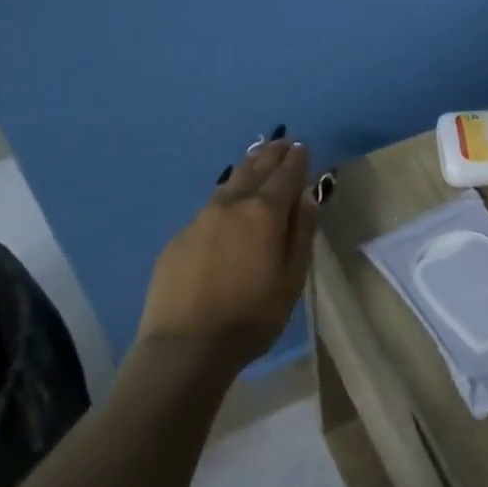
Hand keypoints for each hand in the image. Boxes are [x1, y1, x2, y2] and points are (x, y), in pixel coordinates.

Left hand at [136, 138, 318, 377]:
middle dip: (271, 155)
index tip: (302, 146)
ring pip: (228, 183)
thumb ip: (302, 233)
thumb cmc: (252, 316)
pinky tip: (226, 199)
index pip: (285, 176)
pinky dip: (224, 195)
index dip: (296, 160)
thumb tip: (308, 195)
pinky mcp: (179, 237)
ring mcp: (200, 219)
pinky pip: (209, 206)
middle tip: (281, 141)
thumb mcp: (292, 279)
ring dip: (246, 167)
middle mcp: (231, 205)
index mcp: (265, 213)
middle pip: (254, 170)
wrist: (186, 345)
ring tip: (256, 156)